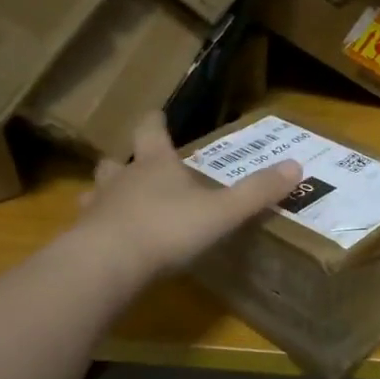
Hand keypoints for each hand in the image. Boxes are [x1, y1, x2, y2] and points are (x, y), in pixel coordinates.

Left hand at [70, 114, 301, 287]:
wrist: (107, 265)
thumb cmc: (167, 229)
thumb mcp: (222, 211)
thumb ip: (256, 192)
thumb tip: (296, 165)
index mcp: (155, 164)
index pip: (151, 130)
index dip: (155, 121)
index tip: (157, 114)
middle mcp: (122, 179)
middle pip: (118, 161)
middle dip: (126, 161)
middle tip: (136, 166)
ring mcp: (98, 208)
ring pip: (97, 191)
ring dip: (106, 194)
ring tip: (117, 205)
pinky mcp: (82, 239)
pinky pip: (90, 228)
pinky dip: (99, 230)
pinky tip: (110, 244)